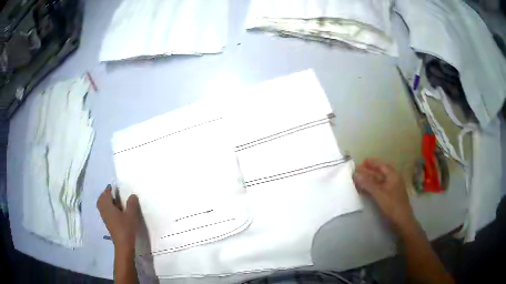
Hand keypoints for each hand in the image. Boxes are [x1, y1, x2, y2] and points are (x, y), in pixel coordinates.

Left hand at [97, 185, 140, 251]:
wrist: (123, 245)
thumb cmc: (126, 228)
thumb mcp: (131, 215)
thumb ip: (132, 204)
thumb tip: (132, 195)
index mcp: (108, 206)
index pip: (105, 194)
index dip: (108, 189)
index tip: (113, 187)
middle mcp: (104, 211)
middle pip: (101, 200)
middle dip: (105, 195)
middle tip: (113, 194)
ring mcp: (105, 218)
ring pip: (102, 207)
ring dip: (107, 202)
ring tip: (116, 202)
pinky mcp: (108, 224)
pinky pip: (105, 212)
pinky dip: (108, 209)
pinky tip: (117, 212)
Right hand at [353, 159, 415, 231]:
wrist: (402, 220)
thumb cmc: (392, 205)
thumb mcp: (379, 194)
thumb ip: (367, 184)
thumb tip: (356, 174)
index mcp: (393, 175)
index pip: (381, 165)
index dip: (372, 163)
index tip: (362, 162)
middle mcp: (394, 179)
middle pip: (380, 173)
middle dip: (369, 171)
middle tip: (358, 170)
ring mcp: (393, 188)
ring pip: (380, 181)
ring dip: (370, 179)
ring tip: (360, 178)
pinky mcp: (391, 196)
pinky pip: (380, 188)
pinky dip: (373, 187)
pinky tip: (367, 189)